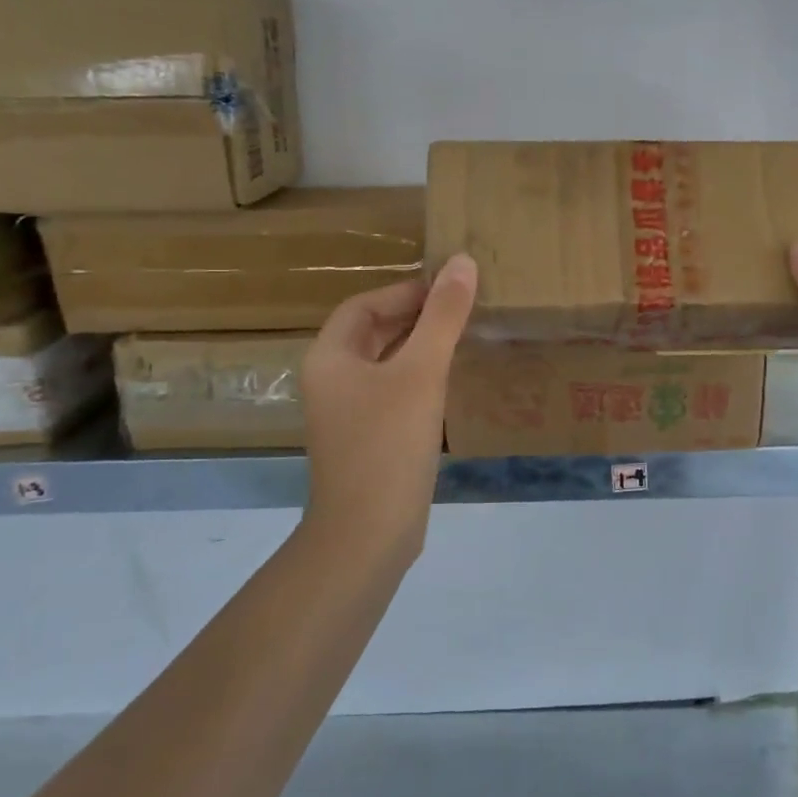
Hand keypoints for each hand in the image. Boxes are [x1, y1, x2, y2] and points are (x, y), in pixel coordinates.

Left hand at [300, 254, 476, 556]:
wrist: (368, 534)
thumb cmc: (388, 444)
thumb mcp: (421, 373)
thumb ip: (443, 317)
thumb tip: (462, 262)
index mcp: (330, 357)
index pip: (365, 304)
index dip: (406, 290)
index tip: (452, 289)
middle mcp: (333, 380)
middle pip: (375, 331)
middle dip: (417, 316)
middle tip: (466, 309)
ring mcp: (349, 413)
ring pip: (387, 363)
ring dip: (422, 347)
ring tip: (467, 337)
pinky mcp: (370, 438)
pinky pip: (395, 393)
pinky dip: (422, 379)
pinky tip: (453, 382)